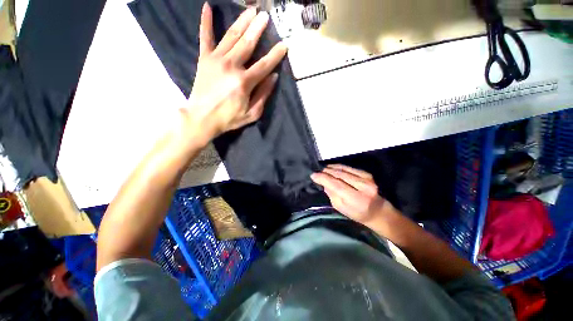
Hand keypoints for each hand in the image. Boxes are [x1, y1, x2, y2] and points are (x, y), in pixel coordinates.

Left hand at [181, 3, 287, 144]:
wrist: (202, 118)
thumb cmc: (229, 118)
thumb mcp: (252, 113)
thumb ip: (263, 95)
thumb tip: (273, 77)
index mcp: (244, 82)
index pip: (264, 65)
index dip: (275, 55)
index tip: (284, 45)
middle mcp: (231, 66)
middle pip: (247, 43)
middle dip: (258, 28)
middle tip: (265, 15)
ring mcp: (216, 60)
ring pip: (231, 36)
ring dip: (242, 21)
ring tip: (251, 10)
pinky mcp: (204, 59)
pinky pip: (205, 37)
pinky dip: (206, 22)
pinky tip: (207, 7)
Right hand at [311, 164, 385, 224]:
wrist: (378, 210)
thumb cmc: (357, 213)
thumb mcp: (341, 208)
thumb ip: (332, 194)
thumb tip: (324, 182)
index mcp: (357, 199)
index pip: (337, 185)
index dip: (323, 178)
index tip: (313, 175)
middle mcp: (363, 186)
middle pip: (340, 175)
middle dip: (326, 172)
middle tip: (317, 172)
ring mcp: (367, 178)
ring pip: (344, 169)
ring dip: (331, 168)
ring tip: (323, 169)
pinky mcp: (367, 174)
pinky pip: (349, 167)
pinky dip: (339, 167)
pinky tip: (332, 168)